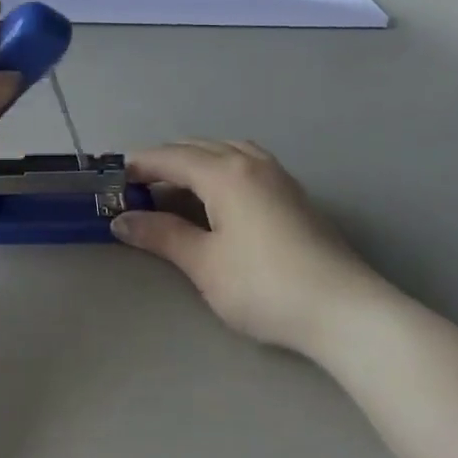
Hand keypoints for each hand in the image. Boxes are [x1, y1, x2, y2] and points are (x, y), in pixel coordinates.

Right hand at [112, 141, 390, 354]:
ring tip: (177, 188)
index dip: (140, 166)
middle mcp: (251, 163)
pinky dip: (221, 168)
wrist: (343, 310)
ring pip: (227, 151)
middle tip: (139, 188)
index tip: (114, 180)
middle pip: (198, 148)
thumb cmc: (264, 286)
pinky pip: (247, 163)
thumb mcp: (204, 263)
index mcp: (224, 173)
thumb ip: (162, 235)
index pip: (171, 157)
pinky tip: (219, 197)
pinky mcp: (294, 195)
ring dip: (196, 161)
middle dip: (165, 161)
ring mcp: (278, 176)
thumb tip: (122, 220)